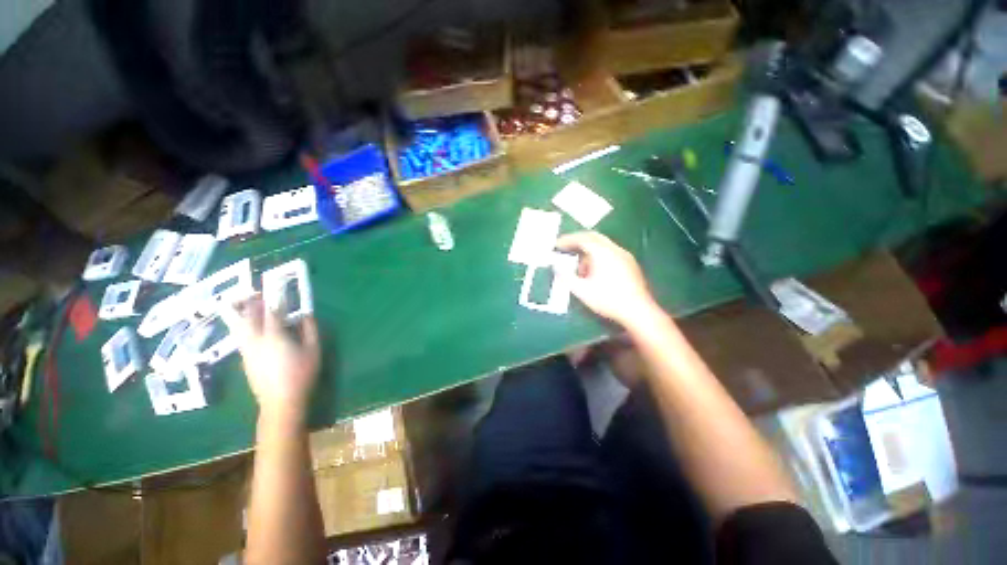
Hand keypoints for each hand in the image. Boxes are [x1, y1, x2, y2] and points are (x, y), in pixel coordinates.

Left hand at [221, 296, 320, 422]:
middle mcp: (255, 340)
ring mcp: (247, 351)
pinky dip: (243, 327)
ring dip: (242, 313)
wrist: (281, 401)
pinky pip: (241, 337)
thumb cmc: (302, 374)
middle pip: (247, 317)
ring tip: (246, 305)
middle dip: (250, 303)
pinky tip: (250, 327)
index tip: (277, 287)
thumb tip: (306, 314)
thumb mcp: (313, 350)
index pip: (272, 312)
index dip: (274, 298)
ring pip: (239, 327)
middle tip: (256, 293)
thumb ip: (310, 329)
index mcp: (274, 336)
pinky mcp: (245, 360)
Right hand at [556, 232, 660, 327]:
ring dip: (588, 251)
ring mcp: (625, 256)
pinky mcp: (630, 264)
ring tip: (579, 268)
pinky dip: (598, 256)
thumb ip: (566, 277)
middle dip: (578, 241)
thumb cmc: (608, 300)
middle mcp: (614, 249)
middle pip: (593, 237)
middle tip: (566, 248)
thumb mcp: (582, 291)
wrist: (638, 311)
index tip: (556, 245)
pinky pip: (610, 252)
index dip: (567, 240)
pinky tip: (595, 273)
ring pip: (602, 245)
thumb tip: (557, 267)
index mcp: (602, 252)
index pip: (582, 238)